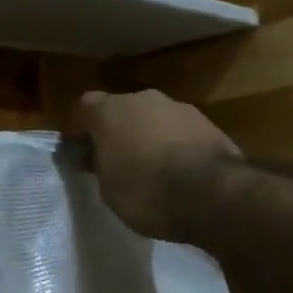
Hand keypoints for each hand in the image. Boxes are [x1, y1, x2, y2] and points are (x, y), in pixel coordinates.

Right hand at [77, 89, 239, 241]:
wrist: (211, 193)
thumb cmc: (145, 191)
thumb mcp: (107, 188)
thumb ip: (100, 165)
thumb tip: (96, 157)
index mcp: (109, 110)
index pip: (84, 107)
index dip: (81, 129)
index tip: (82, 152)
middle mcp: (142, 99)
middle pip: (122, 109)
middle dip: (118, 131)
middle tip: (117, 160)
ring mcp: (178, 107)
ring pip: (154, 118)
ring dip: (149, 136)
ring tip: (153, 169)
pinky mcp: (208, 122)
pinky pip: (180, 131)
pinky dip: (176, 145)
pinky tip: (180, 172)